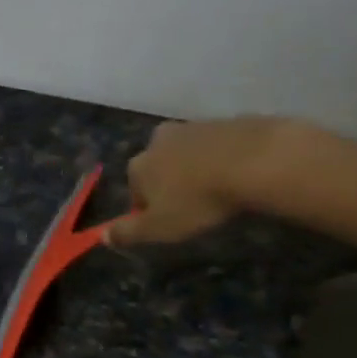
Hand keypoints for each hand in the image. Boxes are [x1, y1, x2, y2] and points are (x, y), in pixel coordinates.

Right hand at [106, 117, 296, 246]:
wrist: (256, 161)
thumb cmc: (199, 199)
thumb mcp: (160, 227)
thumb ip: (128, 233)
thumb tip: (101, 236)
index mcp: (139, 164)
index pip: (134, 188)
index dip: (150, 207)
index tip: (171, 222)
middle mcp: (159, 140)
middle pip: (160, 165)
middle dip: (172, 182)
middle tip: (196, 205)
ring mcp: (194, 127)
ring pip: (189, 152)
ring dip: (198, 168)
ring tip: (221, 191)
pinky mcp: (227, 121)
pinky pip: (219, 145)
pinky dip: (225, 157)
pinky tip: (242, 175)